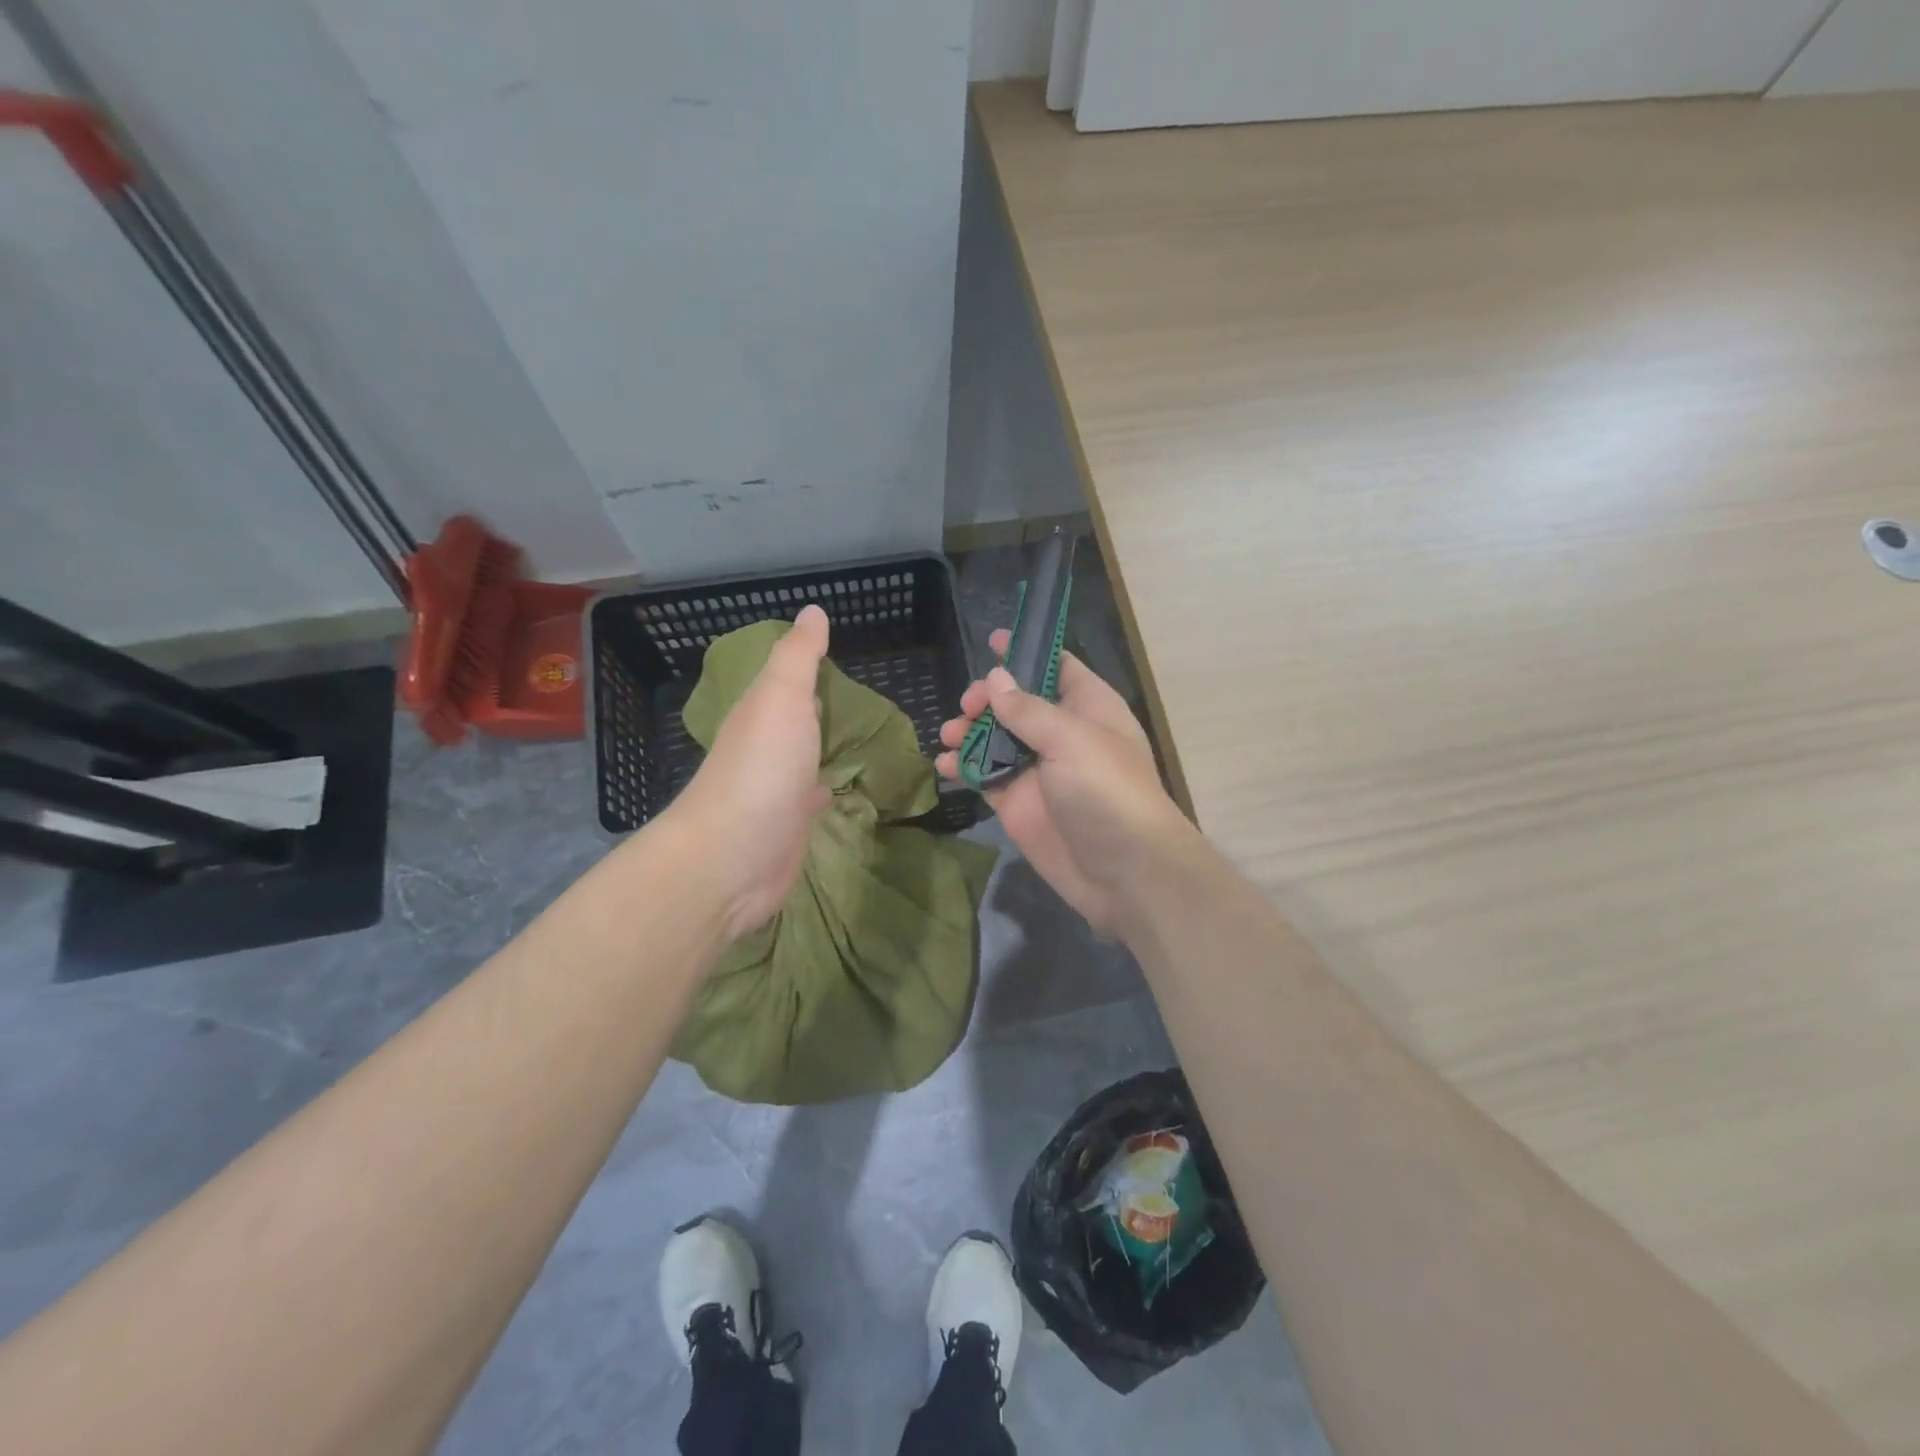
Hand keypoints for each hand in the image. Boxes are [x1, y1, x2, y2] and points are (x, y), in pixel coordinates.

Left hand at [664, 605, 832, 937]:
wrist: (733, 858)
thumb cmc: (761, 770)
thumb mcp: (781, 698)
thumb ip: (798, 656)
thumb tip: (813, 610)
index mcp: (760, 713)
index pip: (786, 682)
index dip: (807, 668)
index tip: (837, 655)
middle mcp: (765, 748)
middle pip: (794, 720)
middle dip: (818, 707)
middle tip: (860, 695)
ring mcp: (776, 789)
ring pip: (803, 757)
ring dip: (822, 746)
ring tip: (859, 735)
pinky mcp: (790, 826)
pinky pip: (812, 798)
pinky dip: (825, 787)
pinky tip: (840, 786)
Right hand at [936, 631, 1192, 935]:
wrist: (1125, 874)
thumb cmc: (1107, 793)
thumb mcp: (1072, 740)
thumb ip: (1028, 709)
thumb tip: (996, 679)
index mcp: (1087, 706)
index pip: (1056, 666)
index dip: (1026, 651)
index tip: (991, 639)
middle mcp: (1060, 733)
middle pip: (1016, 701)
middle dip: (987, 697)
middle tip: (968, 707)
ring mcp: (1037, 770)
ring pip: (994, 738)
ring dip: (968, 731)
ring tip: (949, 735)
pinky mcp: (1017, 803)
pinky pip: (983, 776)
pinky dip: (960, 768)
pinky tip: (943, 766)